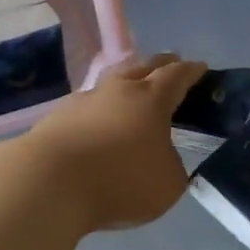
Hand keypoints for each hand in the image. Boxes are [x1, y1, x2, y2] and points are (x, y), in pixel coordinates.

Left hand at [22, 55, 206, 231]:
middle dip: (160, 65)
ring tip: (132, 93)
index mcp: (151, 99)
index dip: (191, 71)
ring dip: (125, 84)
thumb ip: (172, 165)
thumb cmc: (120, 180)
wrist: (49, 183)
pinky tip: (99, 122)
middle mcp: (117, 90)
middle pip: (142, 67)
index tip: (200, 68)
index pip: (177, 75)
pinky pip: (87, 106)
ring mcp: (83, 101)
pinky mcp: (57, 117)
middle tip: (171, 66)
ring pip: (111, 83)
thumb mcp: (168, 184)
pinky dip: (99, 110)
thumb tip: (162, 157)